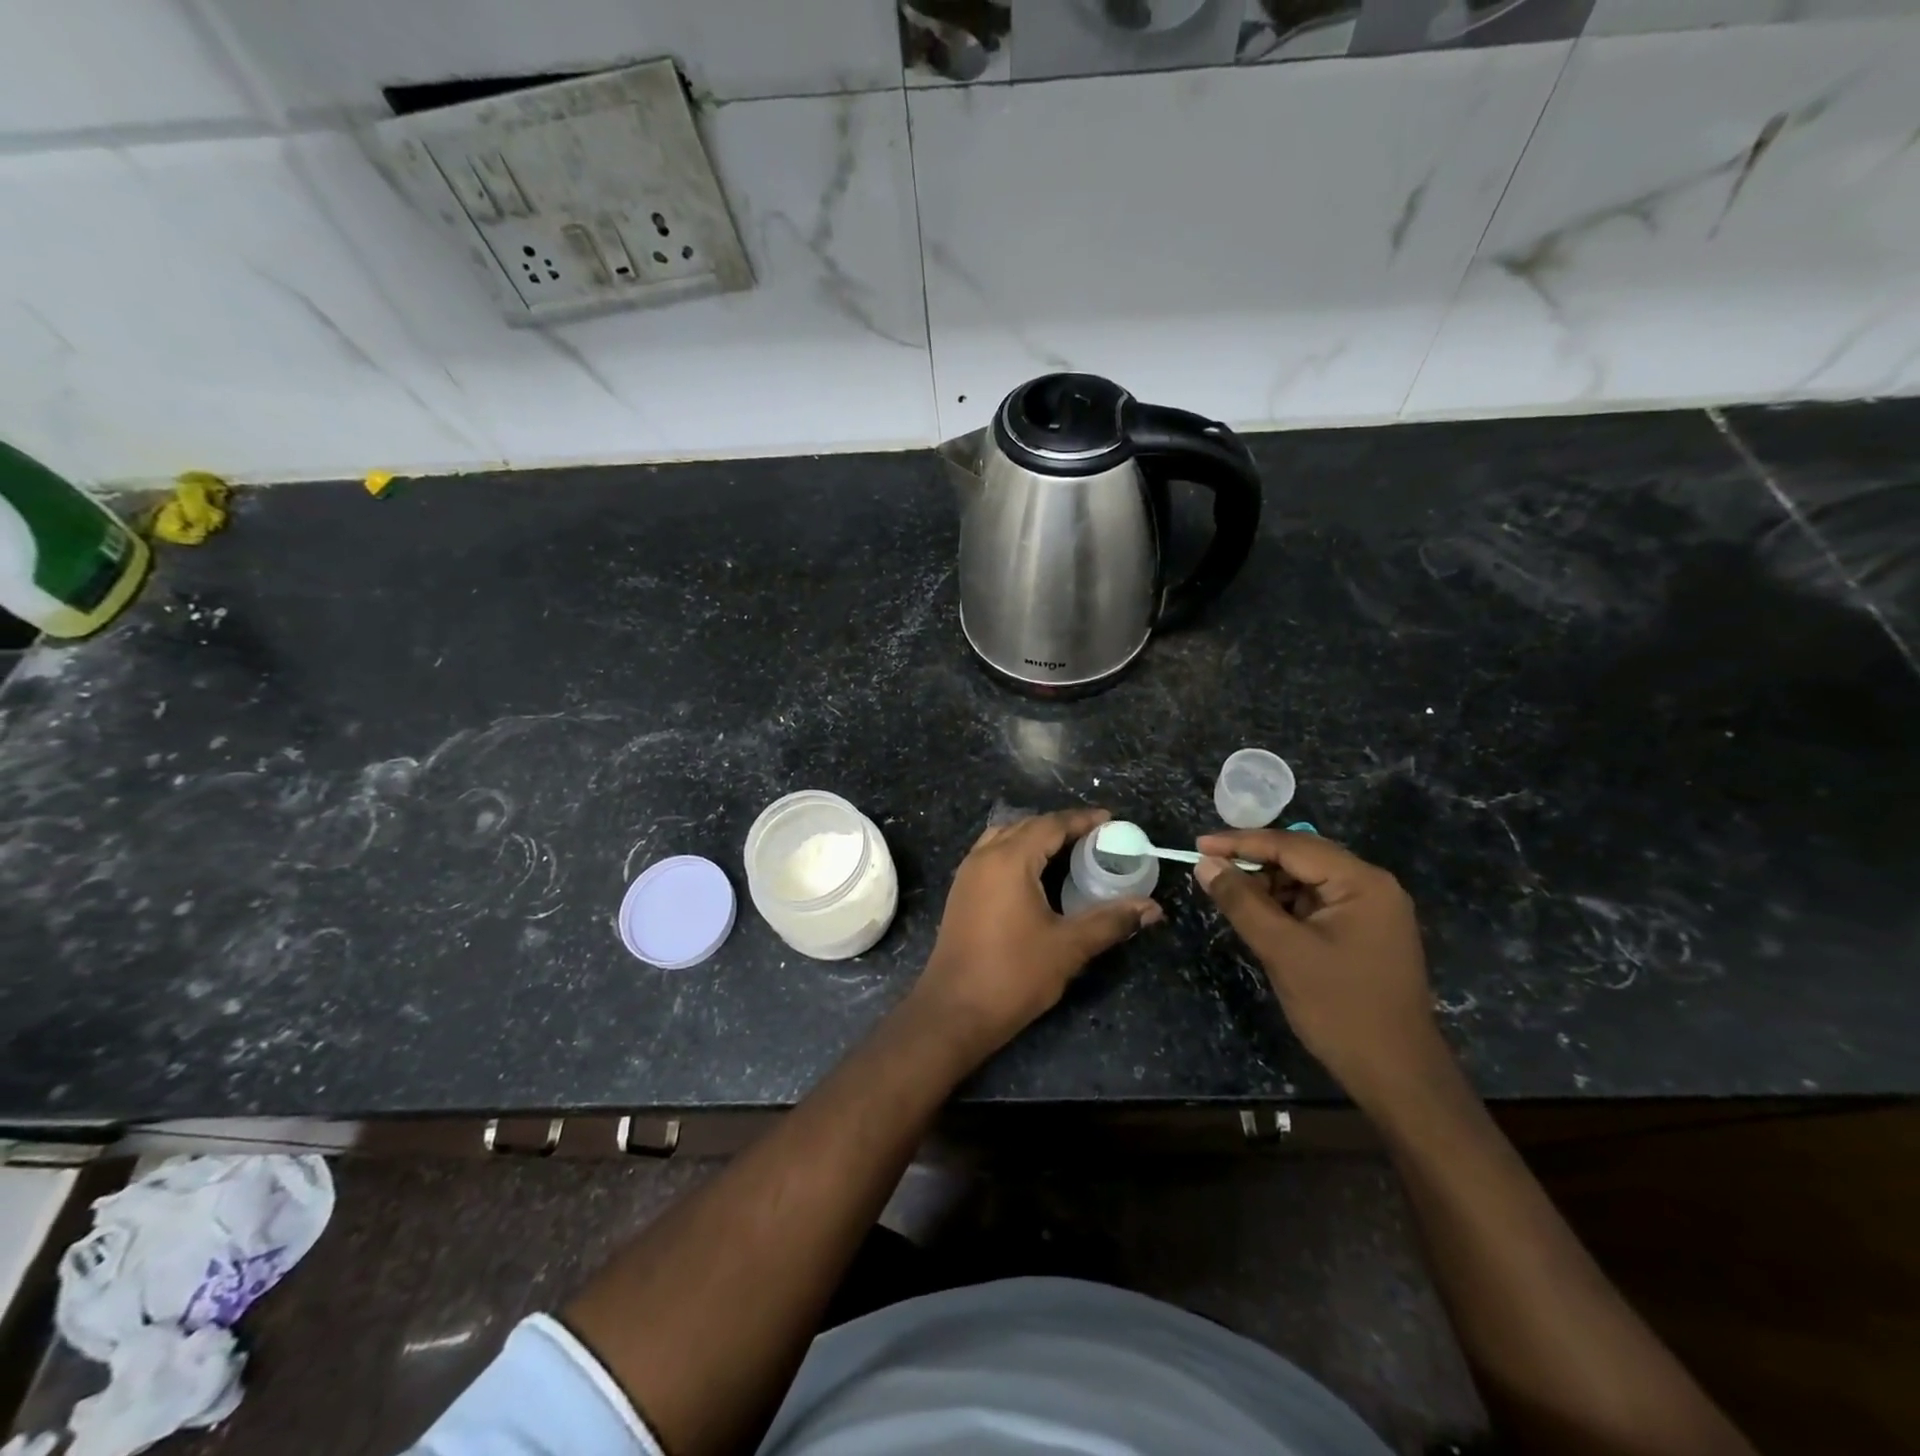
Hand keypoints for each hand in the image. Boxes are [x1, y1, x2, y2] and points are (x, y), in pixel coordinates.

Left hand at [914, 808, 1162, 1058]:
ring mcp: (967, 874)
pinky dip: (1017, 853)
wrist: (954, 1010)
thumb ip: (1111, 921)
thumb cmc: (1014, 974)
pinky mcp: (961, 892)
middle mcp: (984, 857)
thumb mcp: (1069, 947)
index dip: (1082, 820)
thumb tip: (1152, 908)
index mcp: (1009, 860)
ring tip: (1069, 853)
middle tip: (1096, 839)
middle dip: (1061, 827)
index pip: (1051, 824)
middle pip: (1027, 826)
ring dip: (1036, 838)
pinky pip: (992, 855)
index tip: (1111, 820)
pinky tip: (1037, 876)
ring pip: (1005, 838)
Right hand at [1194, 830, 1450, 1112]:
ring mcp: (1372, 910)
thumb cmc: (1339, 1008)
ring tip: (1228, 894)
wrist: (1396, 1075)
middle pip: (1302, 857)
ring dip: (1268, 884)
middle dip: (1253, 861)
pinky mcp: (1365, 932)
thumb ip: (1241, 901)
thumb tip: (1205, 864)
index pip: (1292, 845)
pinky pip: (1316, 903)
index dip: (1241, 843)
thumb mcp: (1282, 950)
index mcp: (1361, 882)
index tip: (1198, 843)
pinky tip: (1259, 916)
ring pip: (1307, 881)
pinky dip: (1285, 905)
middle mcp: (1372, 886)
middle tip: (1209, 866)